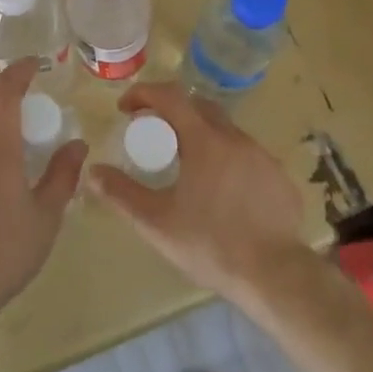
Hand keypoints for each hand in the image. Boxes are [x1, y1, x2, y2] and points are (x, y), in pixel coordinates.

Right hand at [85, 82, 306, 303]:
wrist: (277, 277)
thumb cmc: (211, 245)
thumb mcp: (157, 222)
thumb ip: (121, 193)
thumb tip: (93, 171)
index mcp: (204, 141)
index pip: (170, 96)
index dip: (144, 94)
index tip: (126, 108)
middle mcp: (235, 139)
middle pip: (198, 106)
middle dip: (171, 111)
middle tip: (153, 133)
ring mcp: (262, 157)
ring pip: (225, 131)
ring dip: (200, 135)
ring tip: (185, 164)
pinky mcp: (279, 178)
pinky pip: (246, 155)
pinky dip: (226, 159)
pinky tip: (220, 191)